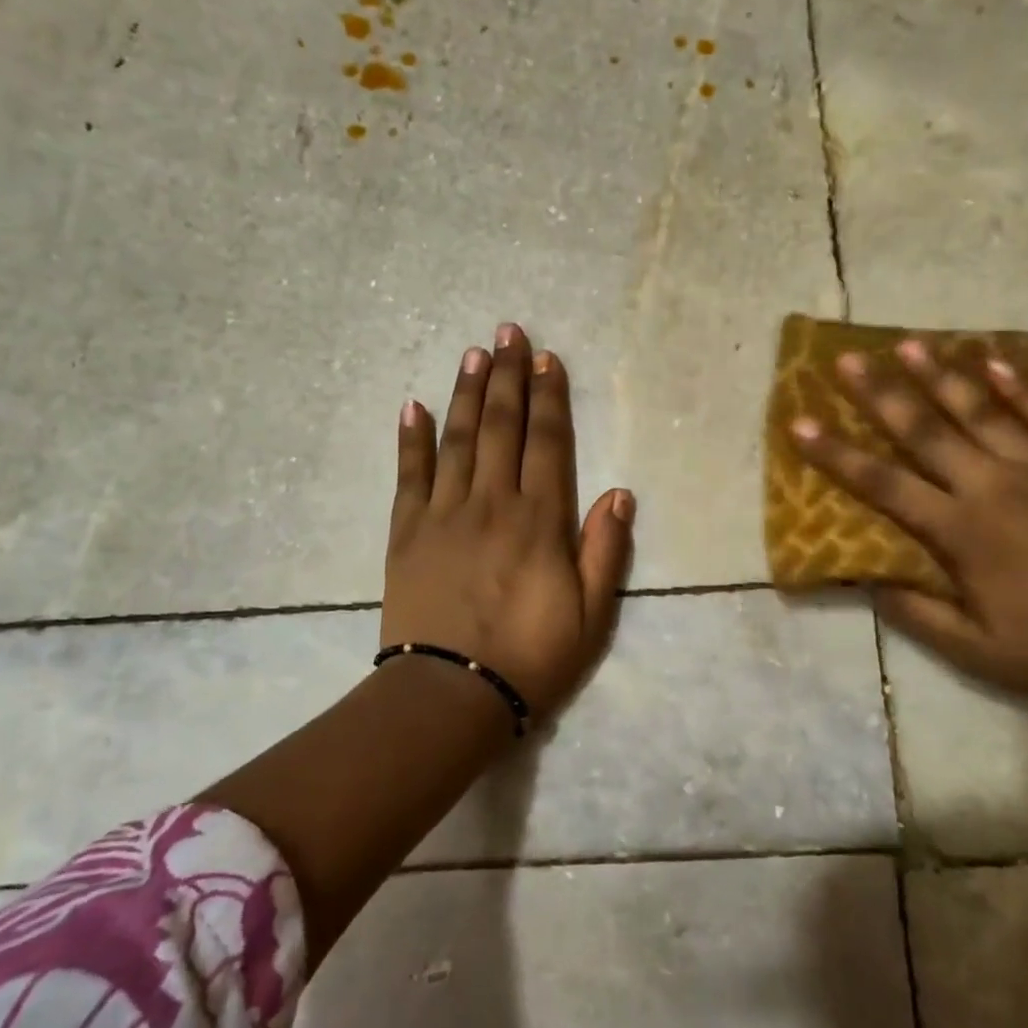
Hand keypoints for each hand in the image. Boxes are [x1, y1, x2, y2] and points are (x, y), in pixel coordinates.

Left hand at [382, 323, 635, 717]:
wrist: (451, 695)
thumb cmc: (531, 657)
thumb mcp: (591, 614)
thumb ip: (605, 549)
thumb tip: (620, 491)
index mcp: (540, 520)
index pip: (548, 442)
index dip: (550, 397)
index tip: (547, 359)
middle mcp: (493, 502)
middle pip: (502, 425)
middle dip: (508, 375)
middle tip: (509, 332)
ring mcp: (444, 513)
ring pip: (458, 438)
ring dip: (467, 392)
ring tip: (473, 353)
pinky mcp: (406, 531)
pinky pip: (409, 474)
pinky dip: (412, 438)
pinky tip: (413, 405)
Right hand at [790, 341, 1027, 718]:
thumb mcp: (973, 652)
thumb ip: (916, 612)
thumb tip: (867, 579)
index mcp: (962, 532)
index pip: (882, 482)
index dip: (836, 453)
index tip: (801, 423)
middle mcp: (995, 487)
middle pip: (926, 430)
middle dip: (881, 392)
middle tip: (848, 359)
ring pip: (983, 410)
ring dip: (942, 375)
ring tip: (910, 343)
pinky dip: (1022, 387)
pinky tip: (996, 361)